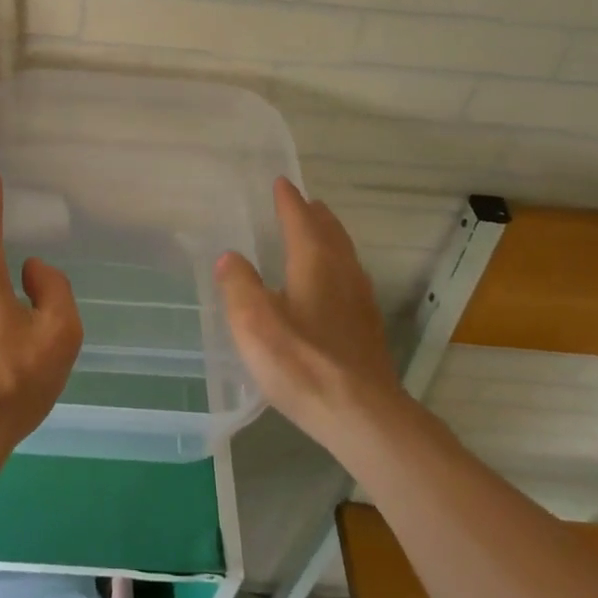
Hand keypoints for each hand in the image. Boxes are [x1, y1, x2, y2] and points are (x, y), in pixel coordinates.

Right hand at [215, 179, 397, 450]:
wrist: (361, 414)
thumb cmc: (302, 362)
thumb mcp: (255, 322)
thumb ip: (239, 284)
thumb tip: (230, 257)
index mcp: (315, 263)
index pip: (300, 220)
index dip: (288, 201)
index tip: (281, 183)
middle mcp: (343, 273)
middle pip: (330, 233)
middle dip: (314, 215)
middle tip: (302, 202)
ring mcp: (360, 301)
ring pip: (345, 255)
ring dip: (329, 238)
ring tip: (318, 233)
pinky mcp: (367, 328)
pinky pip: (350, 278)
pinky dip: (337, 265)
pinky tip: (331, 286)